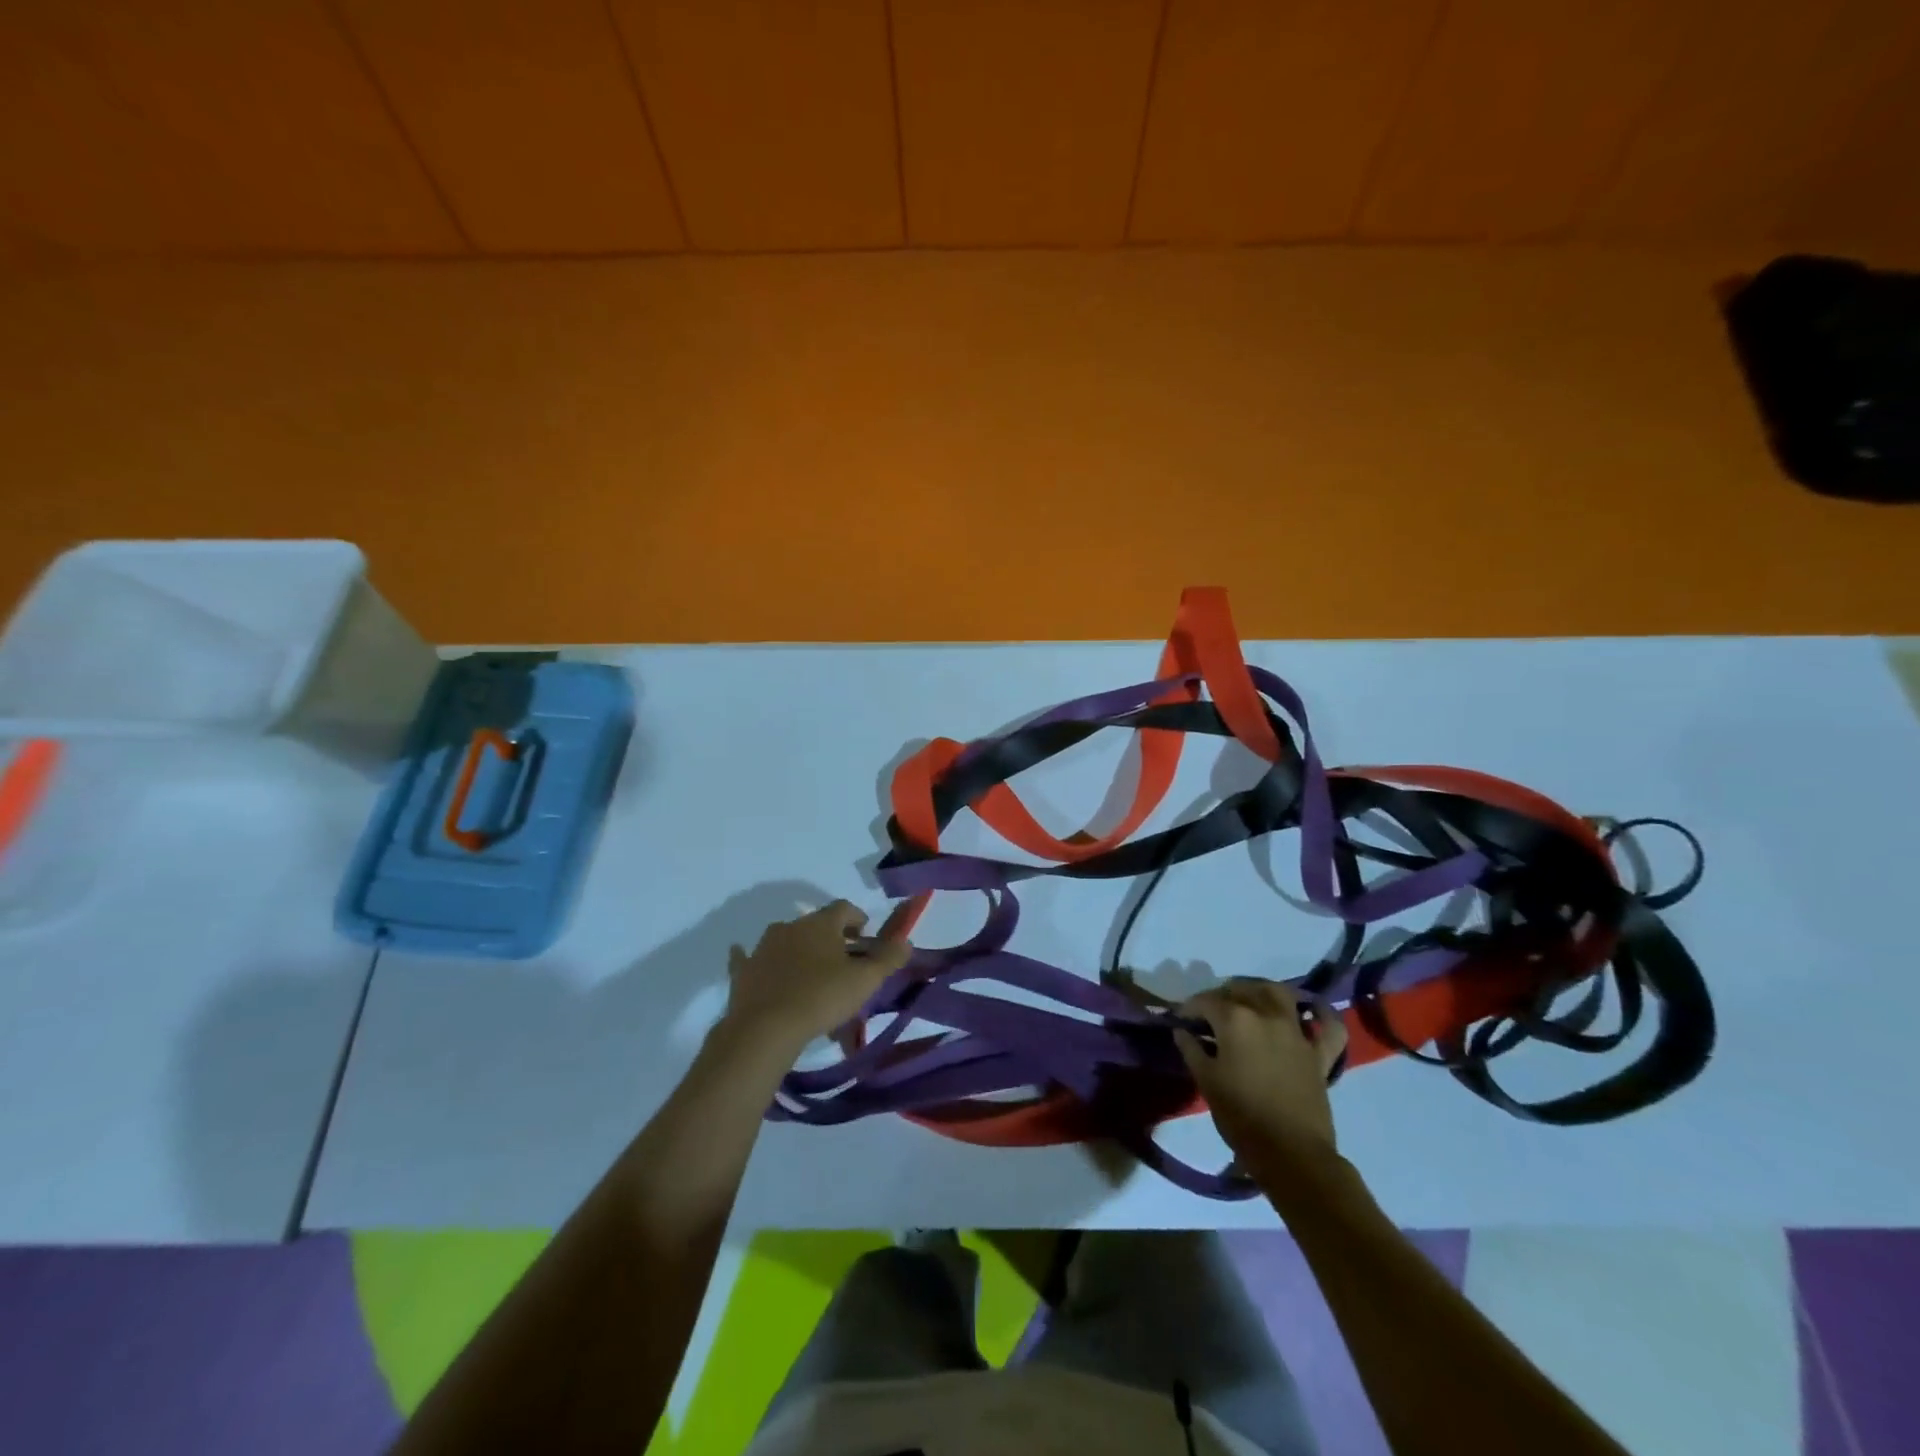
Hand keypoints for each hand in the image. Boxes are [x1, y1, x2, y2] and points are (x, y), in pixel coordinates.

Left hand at [720, 901, 911, 1055]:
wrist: (764, 1029)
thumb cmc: (821, 998)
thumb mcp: (865, 981)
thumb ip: (888, 959)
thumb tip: (906, 941)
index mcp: (820, 923)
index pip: (844, 908)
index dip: (858, 919)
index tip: (866, 937)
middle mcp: (790, 926)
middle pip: (816, 925)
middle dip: (832, 939)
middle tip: (844, 962)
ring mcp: (763, 947)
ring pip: (788, 942)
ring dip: (801, 953)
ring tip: (813, 979)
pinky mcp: (744, 971)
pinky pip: (751, 960)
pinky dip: (761, 962)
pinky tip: (757, 966)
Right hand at [1174, 978, 1346, 1168]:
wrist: (1291, 1154)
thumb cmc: (1241, 1116)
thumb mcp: (1206, 1081)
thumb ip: (1191, 1049)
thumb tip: (1182, 1031)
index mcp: (1235, 1020)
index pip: (1205, 1001)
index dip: (1189, 1008)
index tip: (1181, 1020)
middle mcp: (1266, 1015)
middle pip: (1240, 990)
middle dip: (1220, 996)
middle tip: (1209, 1013)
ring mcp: (1296, 1032)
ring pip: (1279, 993)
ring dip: (1260, 990)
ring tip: (1248, 1000)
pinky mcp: (1319, 1053)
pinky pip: (1328, 1027)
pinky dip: (1321, 1014)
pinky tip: (1310, 1012)